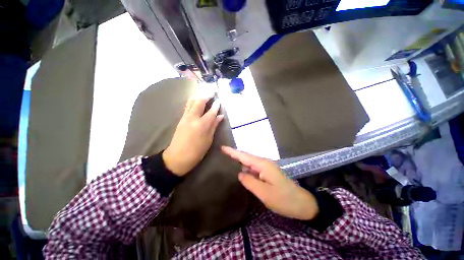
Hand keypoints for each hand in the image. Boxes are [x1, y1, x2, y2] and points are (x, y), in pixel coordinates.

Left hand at [162, 96, 223, 175]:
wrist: (177, 157)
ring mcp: (185, 117)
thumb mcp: (208, 140)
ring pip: (191, 102)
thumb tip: (220, 116)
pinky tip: (196, 102)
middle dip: (206, 95)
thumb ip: (214, 126)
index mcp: (202, 124)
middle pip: (199, 102)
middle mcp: (193, 118)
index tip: (219, 100)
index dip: (216, 105)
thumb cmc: (196, 151)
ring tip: (204, 94)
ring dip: (198, 96)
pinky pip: (187, 106)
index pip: (211, 111)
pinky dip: (193, 101)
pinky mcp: (180, 119)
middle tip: (212, 92)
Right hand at [222, 146, 318, 219]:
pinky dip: (247, 169)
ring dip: (241, 162)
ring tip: (229, 161)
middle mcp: (264, 163)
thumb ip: (250, 182)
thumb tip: (240, 173)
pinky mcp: (268, 173)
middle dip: (235, 155)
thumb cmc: (283, 199)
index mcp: (263, 165)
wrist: (303, 203)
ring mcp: (267, 168)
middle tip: (223, 154)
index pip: (244, 156)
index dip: (233, 152)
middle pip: (246, 157)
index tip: (223, 147)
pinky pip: (254, 169)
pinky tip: (243, 172)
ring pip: (250, 163)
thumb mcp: (264, 193)